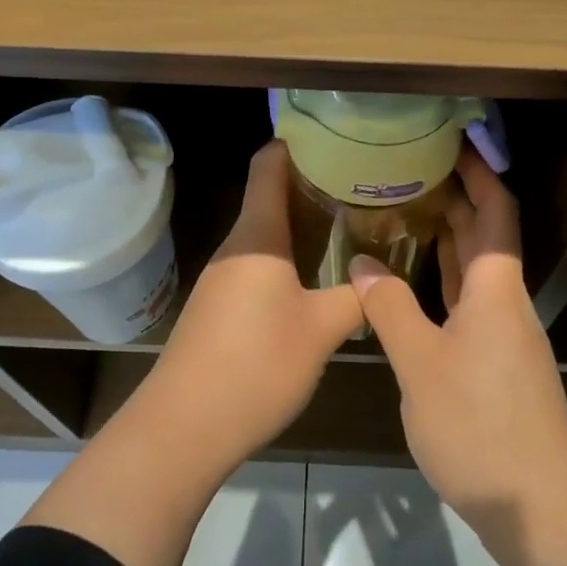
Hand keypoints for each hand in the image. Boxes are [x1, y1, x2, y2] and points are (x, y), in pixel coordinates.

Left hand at [141, 141, 363, 467]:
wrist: (184, 427)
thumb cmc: (256, 365)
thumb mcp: (322, 329)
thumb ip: (357, 297)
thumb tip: (382, 277)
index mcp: (258, 235)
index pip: (269, 164)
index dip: (298, 143)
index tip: (337, 139)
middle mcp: (236, 246)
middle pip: (271, 195)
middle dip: (314, 185)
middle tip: (363, 186)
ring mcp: (223, 277)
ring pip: (267, 233)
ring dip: (304, 224)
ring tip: (351, 226)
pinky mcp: (219, 306)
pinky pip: (259, 263)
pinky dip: (289, 257)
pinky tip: (318, 276)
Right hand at [349, 149, 566, 565]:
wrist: (537, 507)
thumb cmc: (480, 427)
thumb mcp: (421, 364)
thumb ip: (390, 308)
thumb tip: (361, 261)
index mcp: (496, 290)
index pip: (496, 212)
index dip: (480, 173)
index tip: (453, 141)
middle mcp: (506, 303)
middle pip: (486, 236)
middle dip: (457, 198)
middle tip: (411, 170)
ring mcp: (504, 335)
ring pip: (476, 271)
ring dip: (448, 239)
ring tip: (405, 213)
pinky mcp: (497, 364)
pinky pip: (469, 302)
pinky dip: (443, 280)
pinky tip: (413, 282)